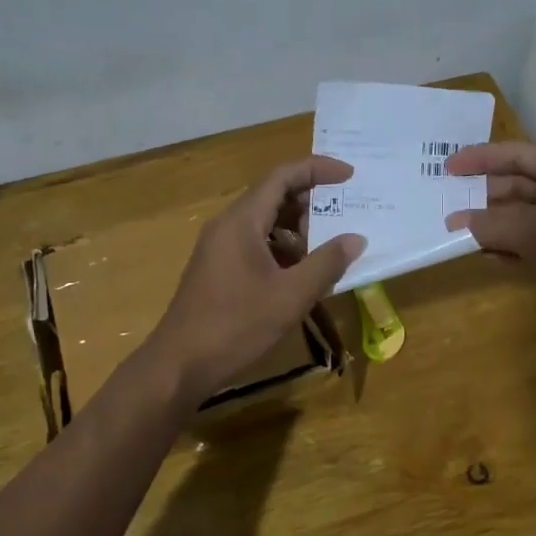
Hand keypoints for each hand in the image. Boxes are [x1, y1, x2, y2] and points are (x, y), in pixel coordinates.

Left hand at [146, 156, 366, 403]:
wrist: (179, 365)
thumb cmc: (236, 326)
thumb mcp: (290, 296)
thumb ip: (326, 263)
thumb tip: (356, 239)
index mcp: (241, 221)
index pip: (282, 176)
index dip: (317, 170)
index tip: (350, 176)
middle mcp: (227, 226)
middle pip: (272, 196)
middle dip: (311, 201)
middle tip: (345, 214)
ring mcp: (219, 248)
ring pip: (264, 223)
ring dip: (298, 229)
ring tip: (328, 248)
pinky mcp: (217, 269)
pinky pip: (255, 244)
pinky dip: (282, 249)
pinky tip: (301, 275)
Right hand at [444, 141, 535, 329]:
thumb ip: (493, 225)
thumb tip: (455, 223)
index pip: (519, 155)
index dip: (480, 159)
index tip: (447, 168)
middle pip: (523, 185)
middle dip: (486, 198)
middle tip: (450, 208)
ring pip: (531, 215)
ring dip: (499, 225)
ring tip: (465, 236)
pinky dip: (518, 245)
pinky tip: (494, 258)